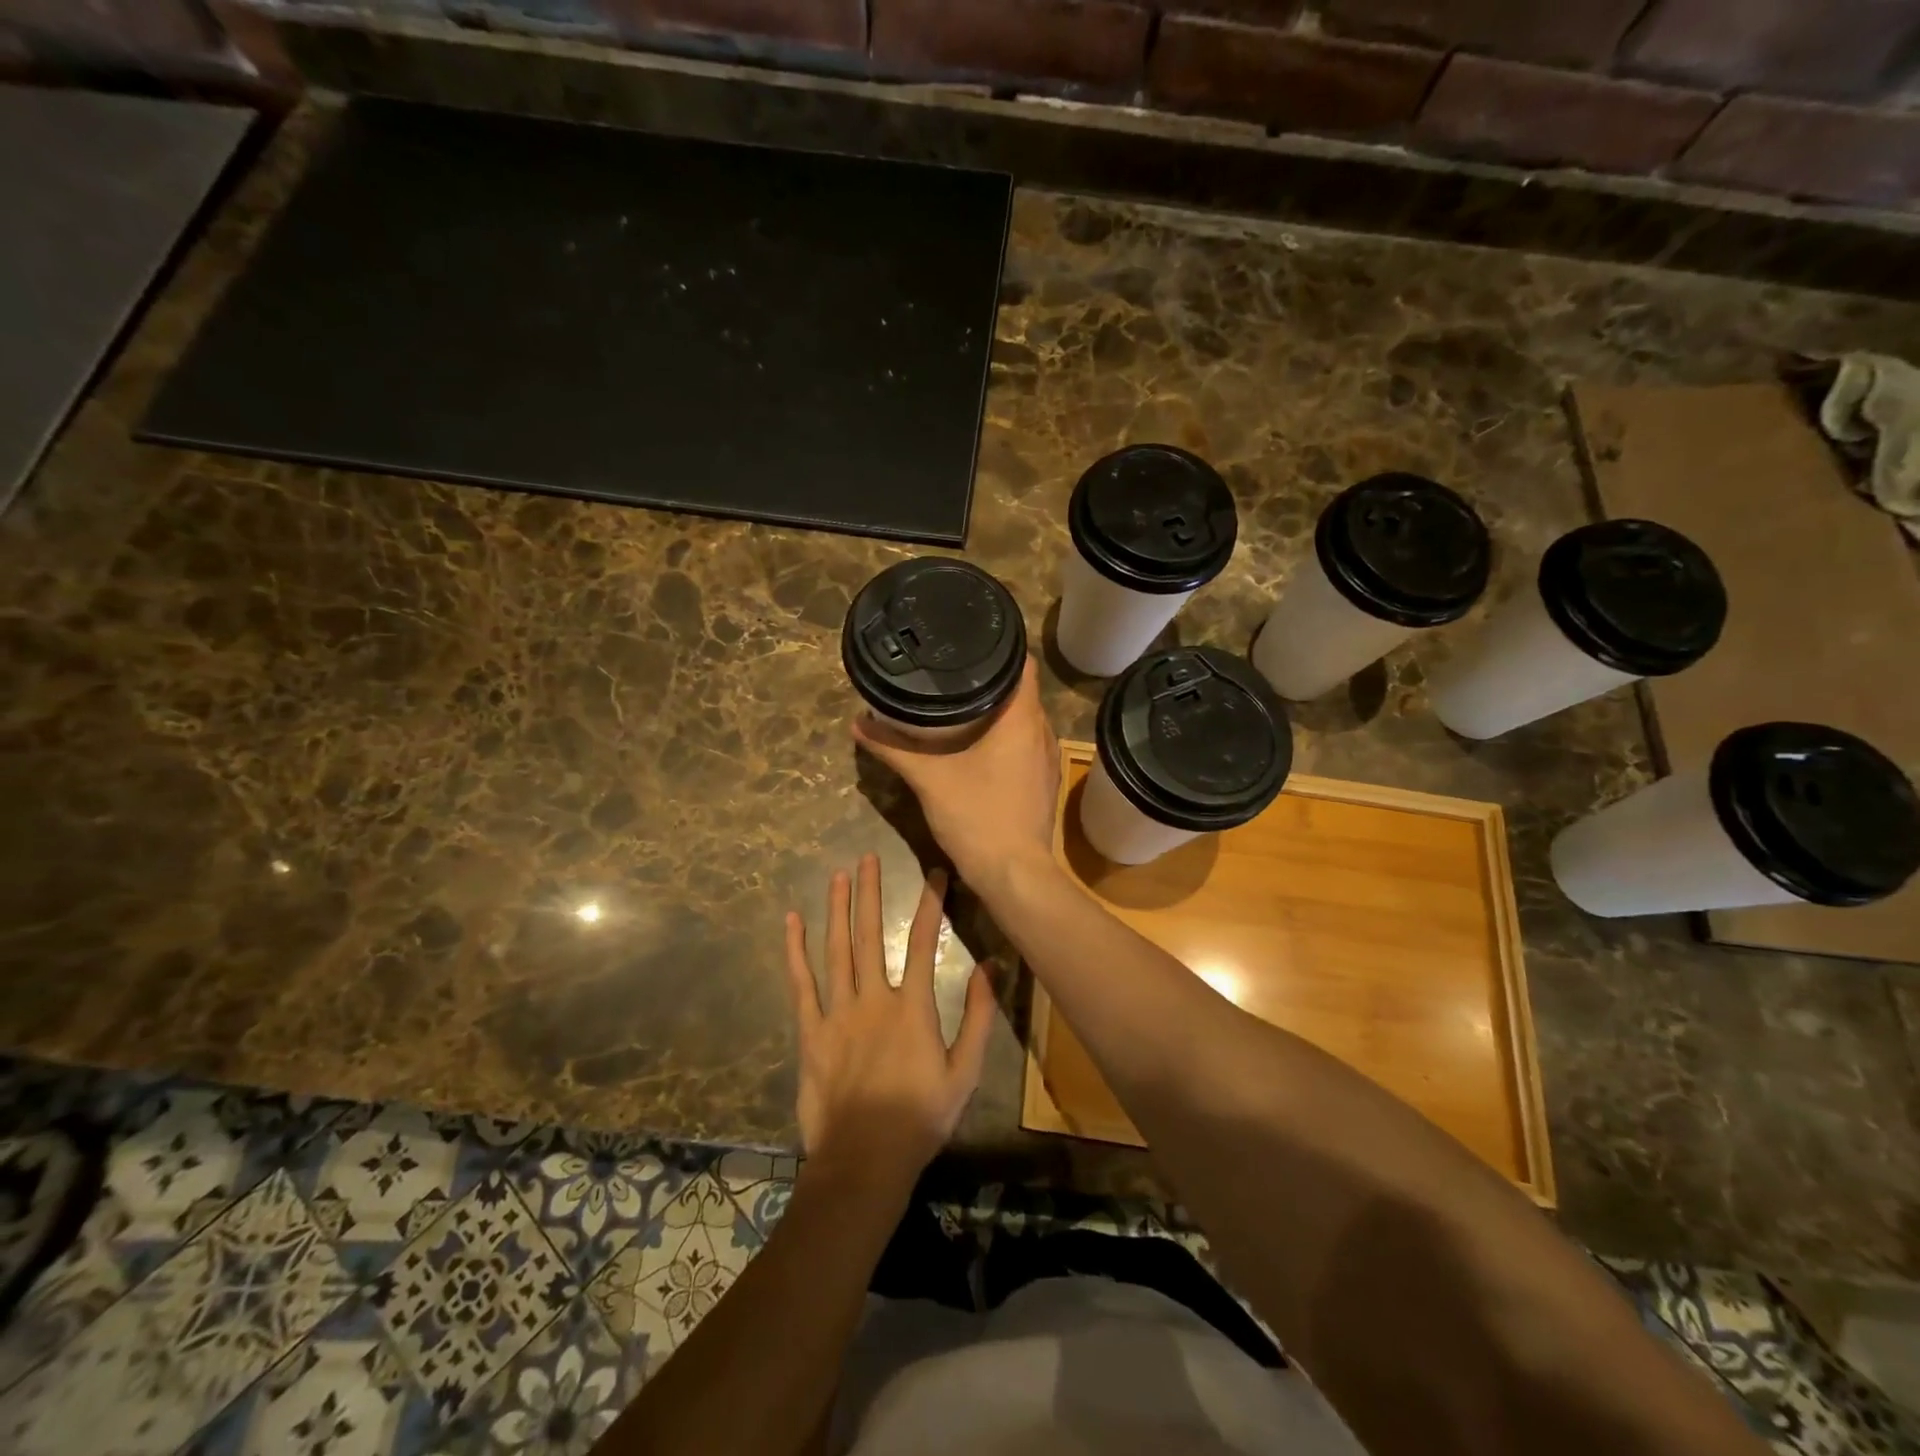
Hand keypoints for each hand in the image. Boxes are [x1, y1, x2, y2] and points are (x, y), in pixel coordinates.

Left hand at [784, 854, 995, 1184]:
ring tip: (837, 875)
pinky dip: (795, 951)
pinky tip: (791, 922)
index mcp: (913, 1007)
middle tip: (867, 857)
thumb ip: (979, 1017)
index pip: (924, 941)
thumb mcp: (965, 1072)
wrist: (865, 1159)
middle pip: (870, 934)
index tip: (934, 873)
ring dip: (837, 909)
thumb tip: (991, 966)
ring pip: (836, 949)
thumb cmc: (920, 1117)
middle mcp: (874, 998)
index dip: (930, 903)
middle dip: (870, 892)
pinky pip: (801, 984)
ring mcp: (838, 1012)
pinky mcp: (810, 1031)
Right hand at [852, 657, 1058, 892]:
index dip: (1000, 648)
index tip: (970, 642)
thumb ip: (894, 748)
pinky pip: (1027, 745)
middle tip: (955, 672)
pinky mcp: (1044, 783)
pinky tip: (982, 745)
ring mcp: (1048, 760)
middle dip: (991, 680)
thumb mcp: (929, 779)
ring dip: (1000, 711)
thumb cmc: (977, 816)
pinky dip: (1007, 738)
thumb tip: (858, 724)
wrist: (1014, 874)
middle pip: (1022, 691)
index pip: (1021, 664)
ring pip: (1025, 721)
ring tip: (964, 703)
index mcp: (1023, 719)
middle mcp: (1043, 732)